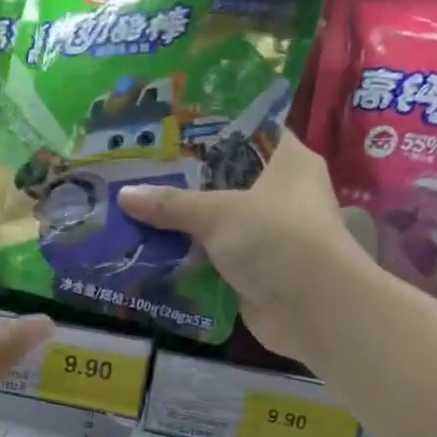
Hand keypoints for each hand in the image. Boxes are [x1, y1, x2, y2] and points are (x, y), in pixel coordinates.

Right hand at [120, 130, 368, 364]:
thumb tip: (123, 195)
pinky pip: (215, 255)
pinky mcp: (256, 269)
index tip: (170, 127)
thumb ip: (171, 203)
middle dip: (186, 180)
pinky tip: (151, 247)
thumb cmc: (276, 238)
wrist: (313, 309)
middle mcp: (283, 193)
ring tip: (136, 206)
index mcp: (289, 161)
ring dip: (184, 221)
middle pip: (227, 179)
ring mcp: (270, 234)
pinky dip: (190, 255)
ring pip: (218, 220)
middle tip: (140, 168)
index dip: (212, 129)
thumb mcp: (218, 213)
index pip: (249, 132)